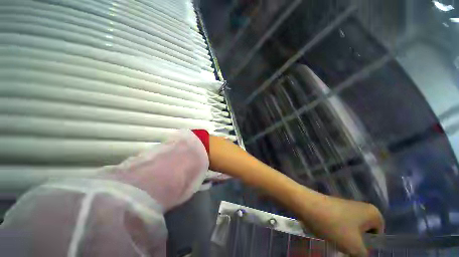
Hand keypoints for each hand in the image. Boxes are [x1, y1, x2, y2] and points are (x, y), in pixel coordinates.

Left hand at [295, 188, 384, 256]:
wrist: (305, 204)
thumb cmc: (333, 225)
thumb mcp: (355, 247)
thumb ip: (364, 255)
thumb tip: (361, 253)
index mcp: (372, 213)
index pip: (379, 237)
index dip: (368, 245)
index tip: (355, 247)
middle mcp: (361, 207)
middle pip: (363, 234)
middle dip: (354, 243)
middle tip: (343, 245)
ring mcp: (345, 206)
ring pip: (350, 231)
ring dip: (343, 238)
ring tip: (332, 238)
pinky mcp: (332, 207)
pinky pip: (339, 225)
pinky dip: (334, 231)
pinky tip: (325, 232)